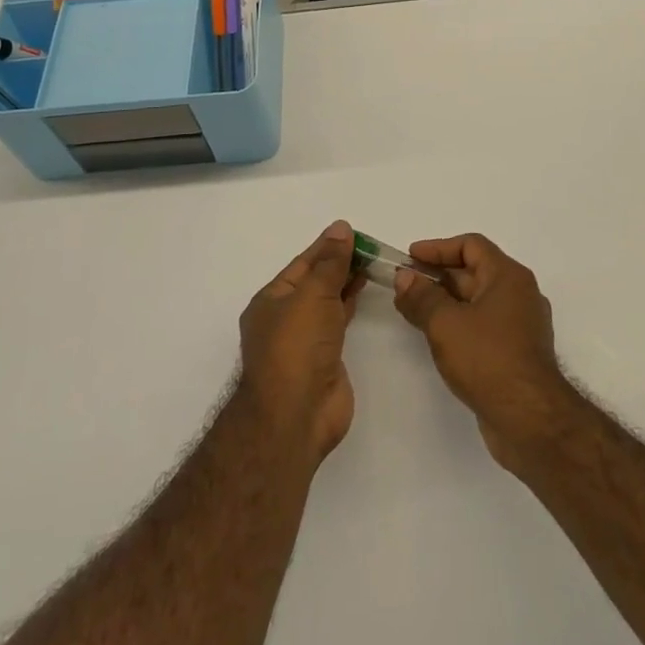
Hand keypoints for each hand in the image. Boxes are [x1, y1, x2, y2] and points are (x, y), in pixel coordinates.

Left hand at [237, 221, 364, 463]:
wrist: (296, 415)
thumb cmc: (297, 347)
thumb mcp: (313, 295)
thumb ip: (331, 262)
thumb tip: (340, 228)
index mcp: (272, 300)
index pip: (303, 263)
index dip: (328, 246)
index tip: (353, 232)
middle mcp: (285, 317)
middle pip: (315, 281)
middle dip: (339, 263)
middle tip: (370, 246)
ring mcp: (304, 340)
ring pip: (327, 301)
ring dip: (346, 282)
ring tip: (372, 263)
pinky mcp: (324, 359)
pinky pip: (337, 322)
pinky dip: (350, 305)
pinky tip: (363, 292)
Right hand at [393, 233, 575, 469]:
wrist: (531, 421)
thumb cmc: (488, 360)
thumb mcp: (445, 324)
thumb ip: (422, 297)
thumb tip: (405, 277)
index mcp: (508, 276)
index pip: (471, 246)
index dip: (438, 248)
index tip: (410, 257)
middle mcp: (519, 294)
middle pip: (474, 272)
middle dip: (437, 276)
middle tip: (404, 285)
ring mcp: (520, 326)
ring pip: (477, 302)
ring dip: (445, 302)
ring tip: (413, 310)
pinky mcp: (516, 354)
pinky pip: (483, 326)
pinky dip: (458, 324)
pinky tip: (436, 338)